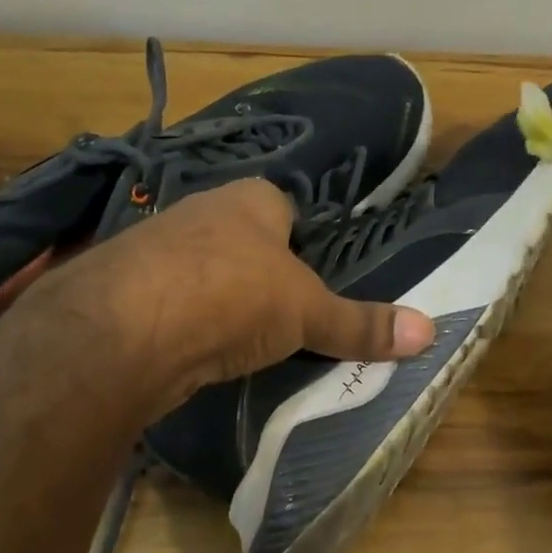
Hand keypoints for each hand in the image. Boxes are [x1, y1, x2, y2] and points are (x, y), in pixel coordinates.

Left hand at [6, 179, 434, 418]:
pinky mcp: (121, 290)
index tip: (310, 277)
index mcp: (250, 199)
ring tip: (240, 340)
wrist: (124, 328)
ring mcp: (154, 248)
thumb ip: (360, 324)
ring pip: (199, 270)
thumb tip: (430, 331)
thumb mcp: (306, 313)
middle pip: (239, 238)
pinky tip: (192, 353)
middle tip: (283, 314)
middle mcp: (200, 211)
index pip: (282, 206)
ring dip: (215, 299)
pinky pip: (166, 302)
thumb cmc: (234, 294)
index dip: (298, 238)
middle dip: (257, 271)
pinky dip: (181, 324)